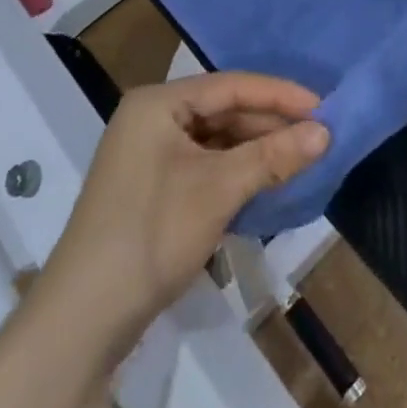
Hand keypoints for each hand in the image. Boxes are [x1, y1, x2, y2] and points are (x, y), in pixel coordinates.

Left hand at [38, 73, 328, 354]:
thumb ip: (273, 155)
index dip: (280, 94)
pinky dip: (235, 172)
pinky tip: (266, 181)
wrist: (80, 322)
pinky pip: (204, 165)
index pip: (232, 86)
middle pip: (224, 111)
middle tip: (318, 135)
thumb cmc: (151, 235)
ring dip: (256, 150)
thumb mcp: (219, 189)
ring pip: (216, 140)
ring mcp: (149, 155)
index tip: (324, 106)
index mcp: (159, 103)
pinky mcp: (151, 188)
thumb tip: (326, 132)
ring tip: (300, 157)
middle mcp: (152, 119)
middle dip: (270, 124)